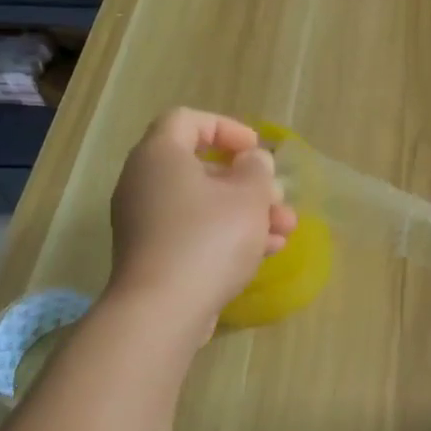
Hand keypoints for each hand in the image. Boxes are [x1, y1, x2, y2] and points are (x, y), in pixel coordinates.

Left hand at [107, 108, 297, 339]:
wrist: (163, 310)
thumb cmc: (209, 238)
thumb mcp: (247, 196)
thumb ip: (256, 170)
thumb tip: (251, 162)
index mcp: (160, 156)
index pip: (188, 120)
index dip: (226, 128)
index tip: (256, 150)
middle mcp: (145, 184)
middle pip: (201, 168)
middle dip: (249, 182)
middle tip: (278, 197)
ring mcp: (146, 223)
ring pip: (204, 205)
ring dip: (248, 213)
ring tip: (285, 230)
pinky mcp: (154, 256)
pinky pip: (195, 233)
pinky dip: (228, 236)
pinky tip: (266, 252)